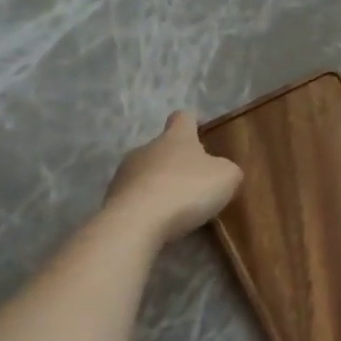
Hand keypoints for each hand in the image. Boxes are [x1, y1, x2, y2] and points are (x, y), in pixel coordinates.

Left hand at [103, 111, 242, 245]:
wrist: (136, 221)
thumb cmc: (186, 190)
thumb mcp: (226, 178)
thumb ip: (228, 170)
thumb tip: (222, 171)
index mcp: (175, 138)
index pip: (183, 118)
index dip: (194, 122)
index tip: (201, 131)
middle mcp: (146, 148)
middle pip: (164, 148)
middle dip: (178, 162)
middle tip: (196, 183)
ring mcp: (124, 173)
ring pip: (147, 173)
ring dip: (161, 184)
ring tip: (177, 208)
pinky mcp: (112, 199)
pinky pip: (135, 197)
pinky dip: (147, 206)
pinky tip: (159, 222)